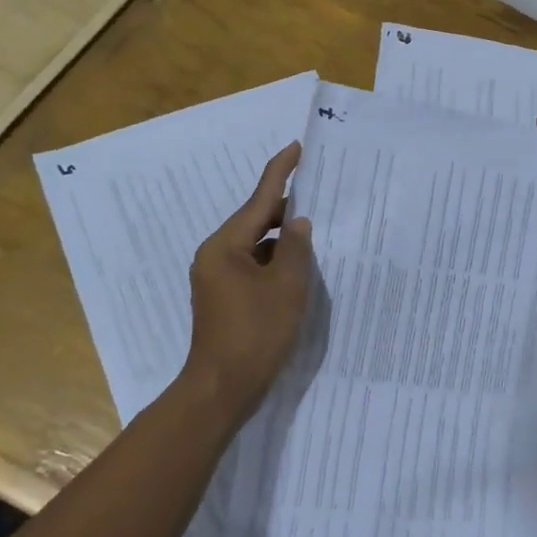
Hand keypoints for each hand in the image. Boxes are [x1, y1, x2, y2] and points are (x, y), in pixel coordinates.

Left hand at [180, 141, 315, 420]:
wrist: (221, 389)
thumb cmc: (255, 334)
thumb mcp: (286, 287)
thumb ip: (296, 248)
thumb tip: (299, 222)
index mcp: (225, 246)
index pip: (259, 199)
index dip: (280, 172)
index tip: (296, 147)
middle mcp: (216, 255)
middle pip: (256, 221)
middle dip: (287, 212)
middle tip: (321, 202)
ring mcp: (217, 278)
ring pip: (256, 246)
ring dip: (283, 242)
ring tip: (317, 239)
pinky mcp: (224, 297)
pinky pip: (253, 266)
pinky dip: (275, 263)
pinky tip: (298, 272)